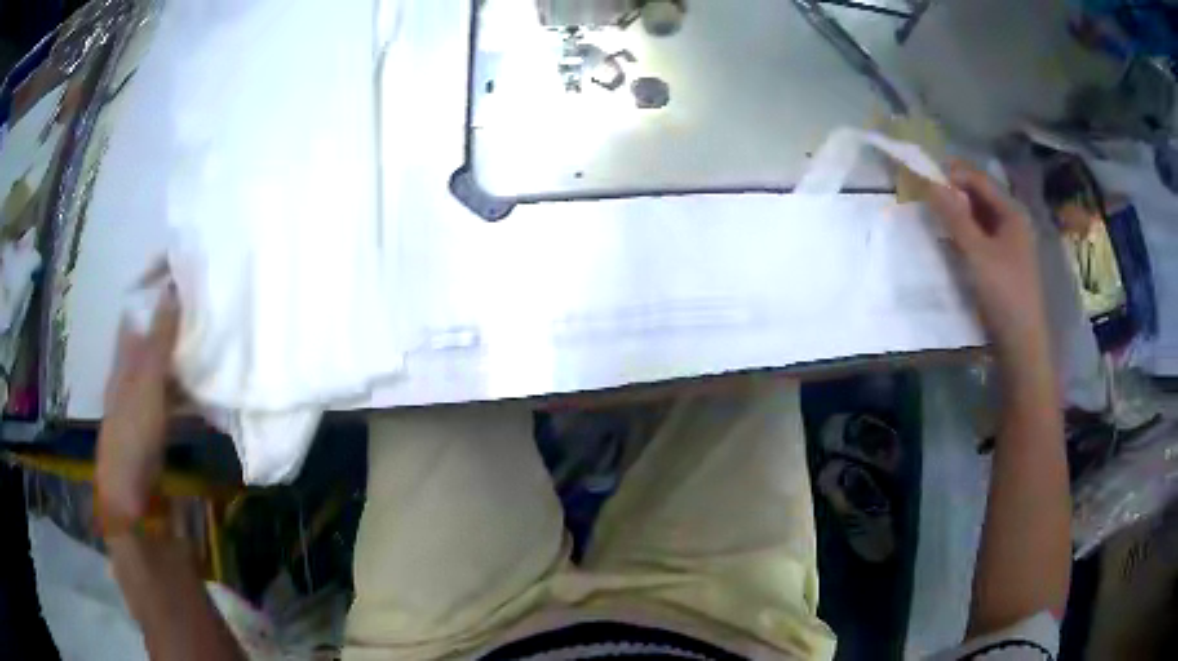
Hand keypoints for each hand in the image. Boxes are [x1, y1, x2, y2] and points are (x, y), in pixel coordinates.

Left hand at [96, 282, 179, 536]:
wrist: (128, 489)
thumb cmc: (132, 430)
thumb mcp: (147, 383)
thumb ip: (159, 340)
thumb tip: (173, 288)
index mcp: (126, 357)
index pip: (138, 314)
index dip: (153, 293)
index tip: (181, 275)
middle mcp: (132, 372)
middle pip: (152, 338)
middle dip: (173, 322)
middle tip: (204, 308)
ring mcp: (143, 399)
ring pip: (163, 366)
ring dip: (182, 355)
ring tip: (210, 343)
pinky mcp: (155, 422)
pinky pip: (172, 394)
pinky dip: (186, 387)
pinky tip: (204, 389)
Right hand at [928, 162, 1048, 364]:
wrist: (1021, 345)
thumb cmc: (1003, 293)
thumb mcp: (976, 253)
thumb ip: (954, 217)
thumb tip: (930, 183)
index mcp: (1012, 213)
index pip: (979, 180)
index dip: (952, 174)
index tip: (924, 174)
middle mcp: (1013, 223)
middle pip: (981, 198)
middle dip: (954, 194)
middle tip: (926, 195)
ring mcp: (1010, 245)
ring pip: (980, 219)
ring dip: (958, 215)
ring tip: (934, 216)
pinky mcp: (1004, 265)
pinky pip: (982, 239)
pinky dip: (966, 235)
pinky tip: (951, 242)